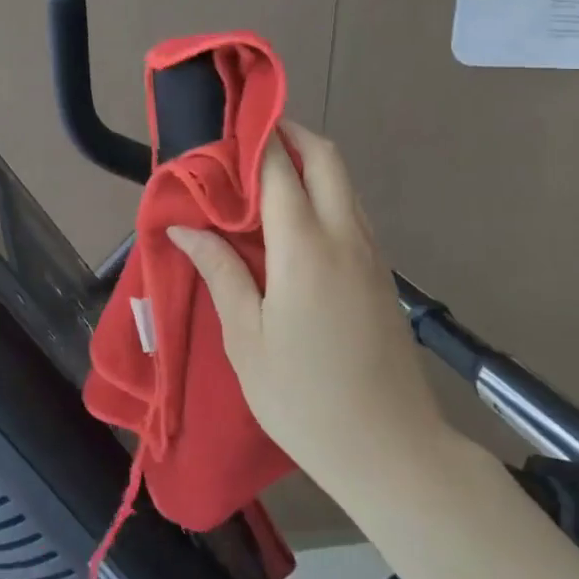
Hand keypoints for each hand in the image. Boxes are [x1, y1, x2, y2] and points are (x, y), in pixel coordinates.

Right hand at [168, 121, 452, 496]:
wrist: (394, 453)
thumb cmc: (305, 398)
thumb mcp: (247, 339)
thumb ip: (220, 272)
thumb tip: (185, 228)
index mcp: (305, 247)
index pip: (279, 168)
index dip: (252, 139)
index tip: (224, 125)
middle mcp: (344, 236)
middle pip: (325, 157)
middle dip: (289, 133)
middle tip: (246, 138)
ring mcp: (370, 253)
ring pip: (343, 182)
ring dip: (308, 161)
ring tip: (262, 174)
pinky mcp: (382, 274)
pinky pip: (351, 211)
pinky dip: (323, 192)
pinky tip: (292, 221)